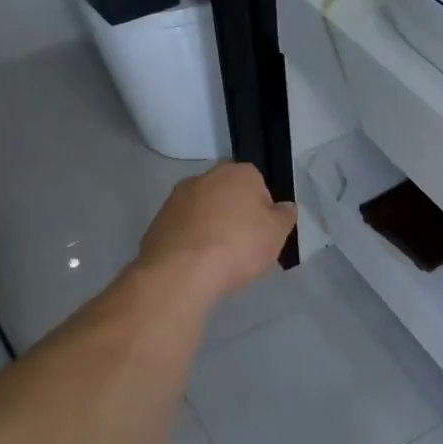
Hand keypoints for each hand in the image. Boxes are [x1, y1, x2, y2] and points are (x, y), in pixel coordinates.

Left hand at [138, 162, 295, 298]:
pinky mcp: (158, 221)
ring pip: (204, 211)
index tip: (263, 234)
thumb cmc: (239, 245)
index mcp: (238, 172)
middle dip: (235, 216)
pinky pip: (184, 229)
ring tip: (218, 259)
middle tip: (243, 246)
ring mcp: (176, 197)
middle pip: (228, 195)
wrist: (182, 271)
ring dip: (211, 227)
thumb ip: (285, 216)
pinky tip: (197, 263)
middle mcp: (205, 176)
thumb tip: (285, 207)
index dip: (263, 210)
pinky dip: (191, 241)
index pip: (258, 184)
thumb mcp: (277, 233)